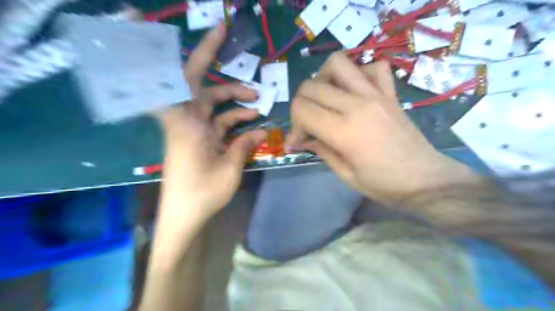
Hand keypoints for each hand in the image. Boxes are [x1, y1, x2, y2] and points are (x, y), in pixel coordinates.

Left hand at [157, 23, 266, 221]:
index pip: (169, 80)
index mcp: (186, 123)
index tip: (147, 20)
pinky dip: (234, 121)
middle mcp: (187, 120)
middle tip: (223, 34)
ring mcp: (194, 130)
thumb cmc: (202, 194)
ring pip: (212, 102)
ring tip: (256, 102)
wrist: (184, 217)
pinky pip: (218, 122)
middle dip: (207, 55)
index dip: (156, 52)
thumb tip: (262, 130)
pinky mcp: (201, 140)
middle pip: (195, 80)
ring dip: (233, 98)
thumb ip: (245, 145)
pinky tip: (253, 126)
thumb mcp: (230, 168)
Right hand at [286, 52, 481, 204]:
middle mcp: (357, 105)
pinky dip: (358, 73)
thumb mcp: (345, 174)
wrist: (426, 180)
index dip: (293, 126)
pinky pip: (372, 67)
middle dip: (301, 105)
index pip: (301, 109)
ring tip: (325, 98)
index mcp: (344, 131)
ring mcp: (376, 94)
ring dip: (322, 78)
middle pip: (311, 86)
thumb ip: (320, 149)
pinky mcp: (390, 93)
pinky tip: (354, 91)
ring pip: (337, 63)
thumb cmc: (384, 185)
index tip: (298, 142)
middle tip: (309, 124)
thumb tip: (301, 138)